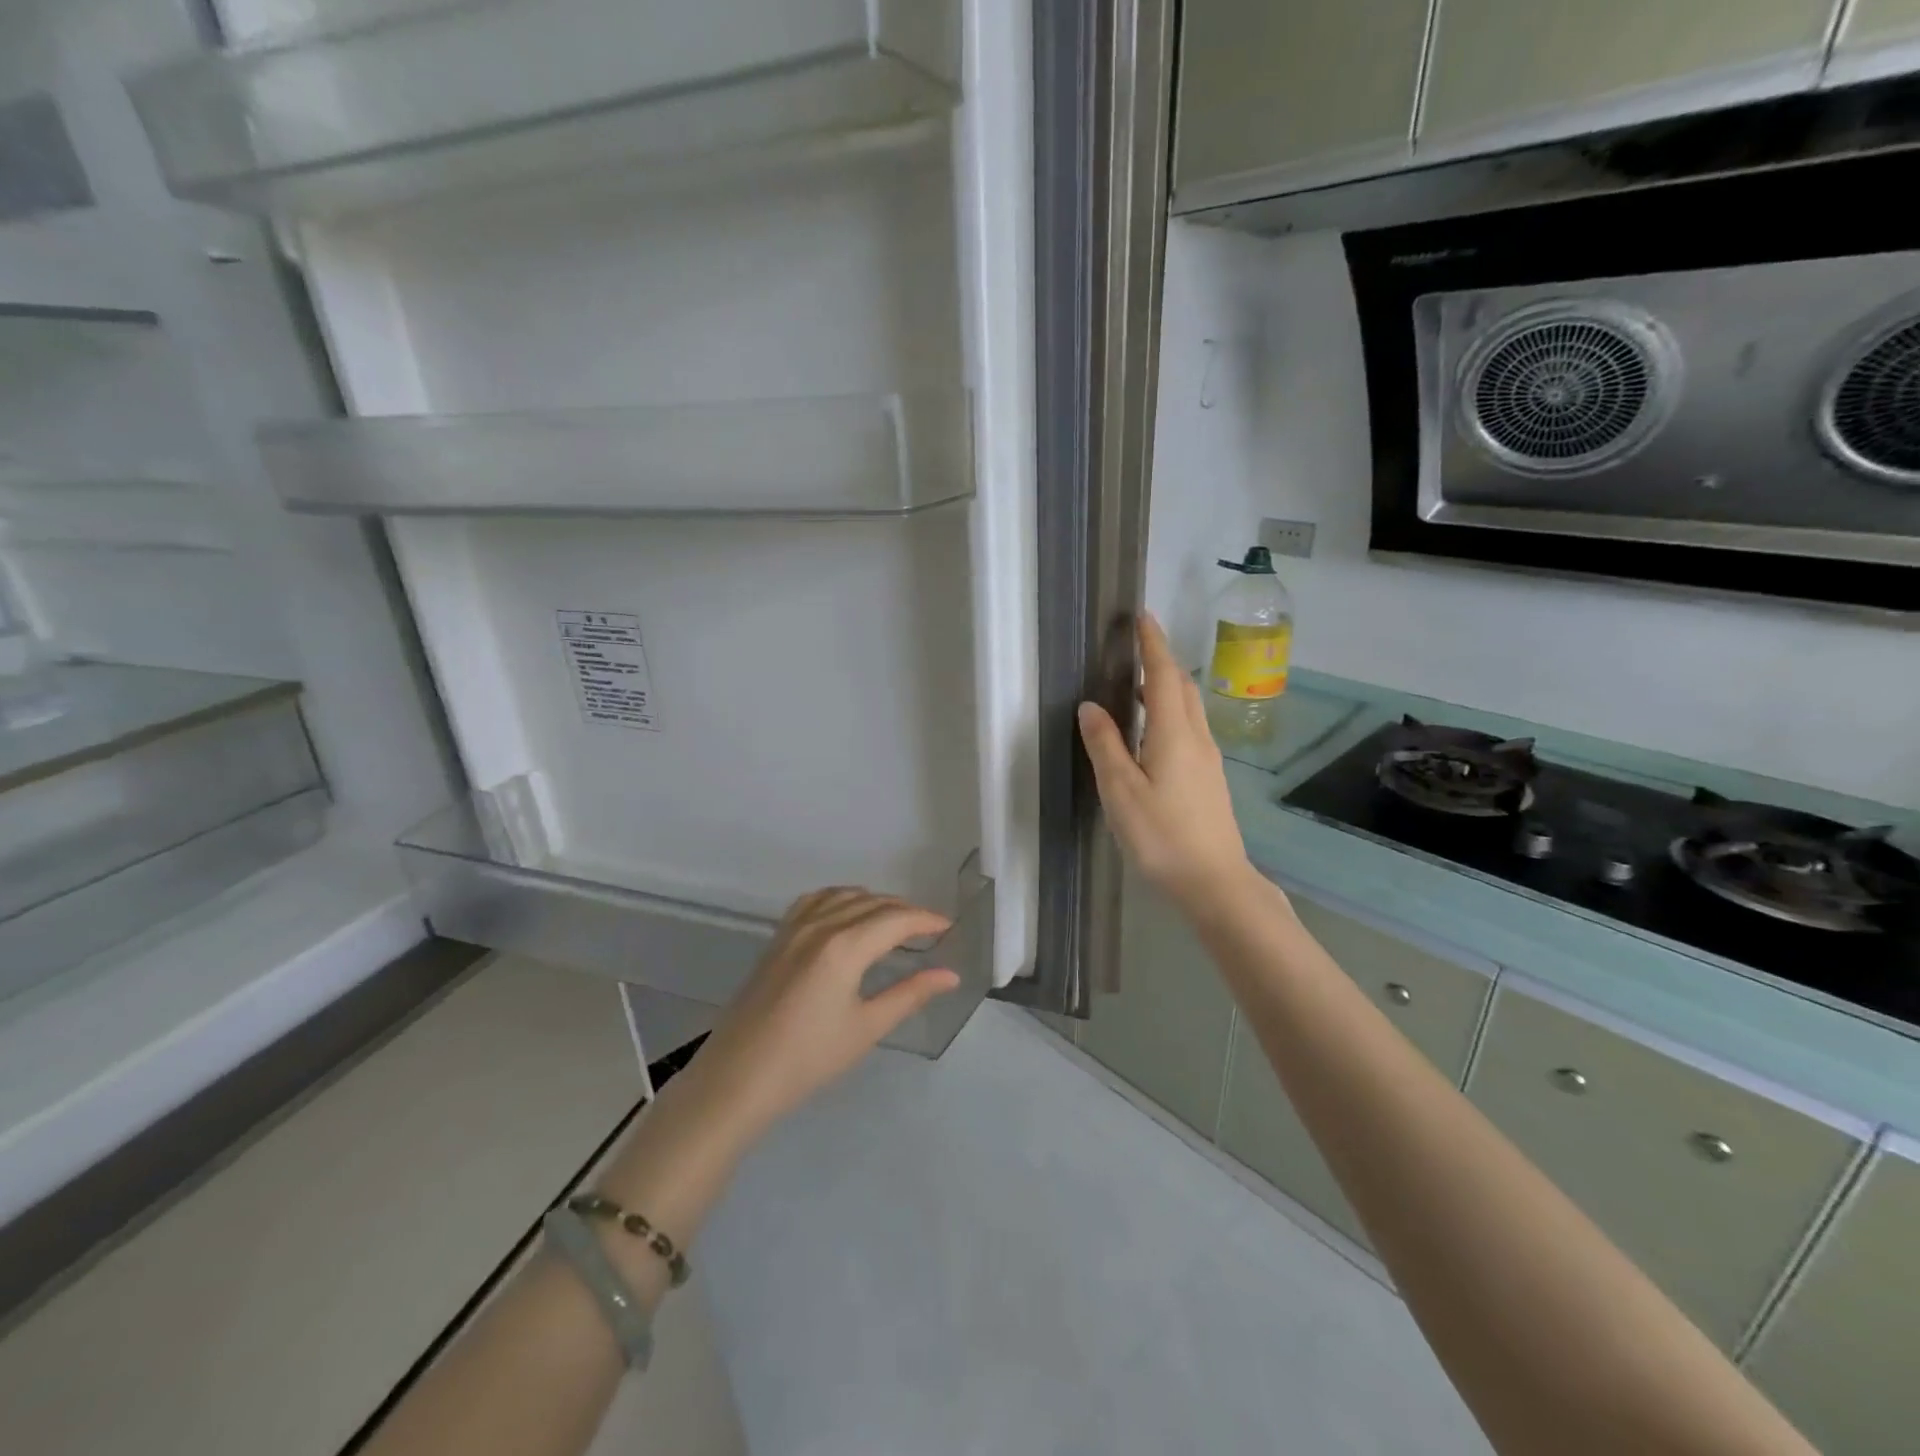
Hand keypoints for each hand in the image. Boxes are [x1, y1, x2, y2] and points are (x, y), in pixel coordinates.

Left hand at [688, 889, 959, 1136]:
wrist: (738, 1078)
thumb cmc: (808, 1058)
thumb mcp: (866, 1028)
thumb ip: (910, 994)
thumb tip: (950, 975)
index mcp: (845, 946)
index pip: (896, 919)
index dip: (926, 920)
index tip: (948, 927)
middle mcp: (820, 925)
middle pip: (873, 903)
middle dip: (905, 911)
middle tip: (928, 930)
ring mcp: (794, 928)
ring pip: (844, 895)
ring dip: (874, 902)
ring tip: (894, 922)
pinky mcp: (777, 938)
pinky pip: (815, 901)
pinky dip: (840, 898)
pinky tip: (846, 914)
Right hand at [1077, 613, 1256, 913]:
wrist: (1215, 882)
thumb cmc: (1162, 835)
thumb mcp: (1120, 791)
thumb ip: (1105, 745)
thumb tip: (1091, 706)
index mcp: (1174, 733)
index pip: (1164, 675)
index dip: (1153, 644)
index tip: (1143, 617)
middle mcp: (1197, 738)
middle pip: (1183, 687)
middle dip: (1161, 662)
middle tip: (1136, 651)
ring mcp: (1208, 760)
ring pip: (1189, 710)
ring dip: (1167, 689)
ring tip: (1137, 691)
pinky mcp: (1210, 780)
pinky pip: (1190, 730)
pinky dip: (1171, 714)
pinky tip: (1153, 736)